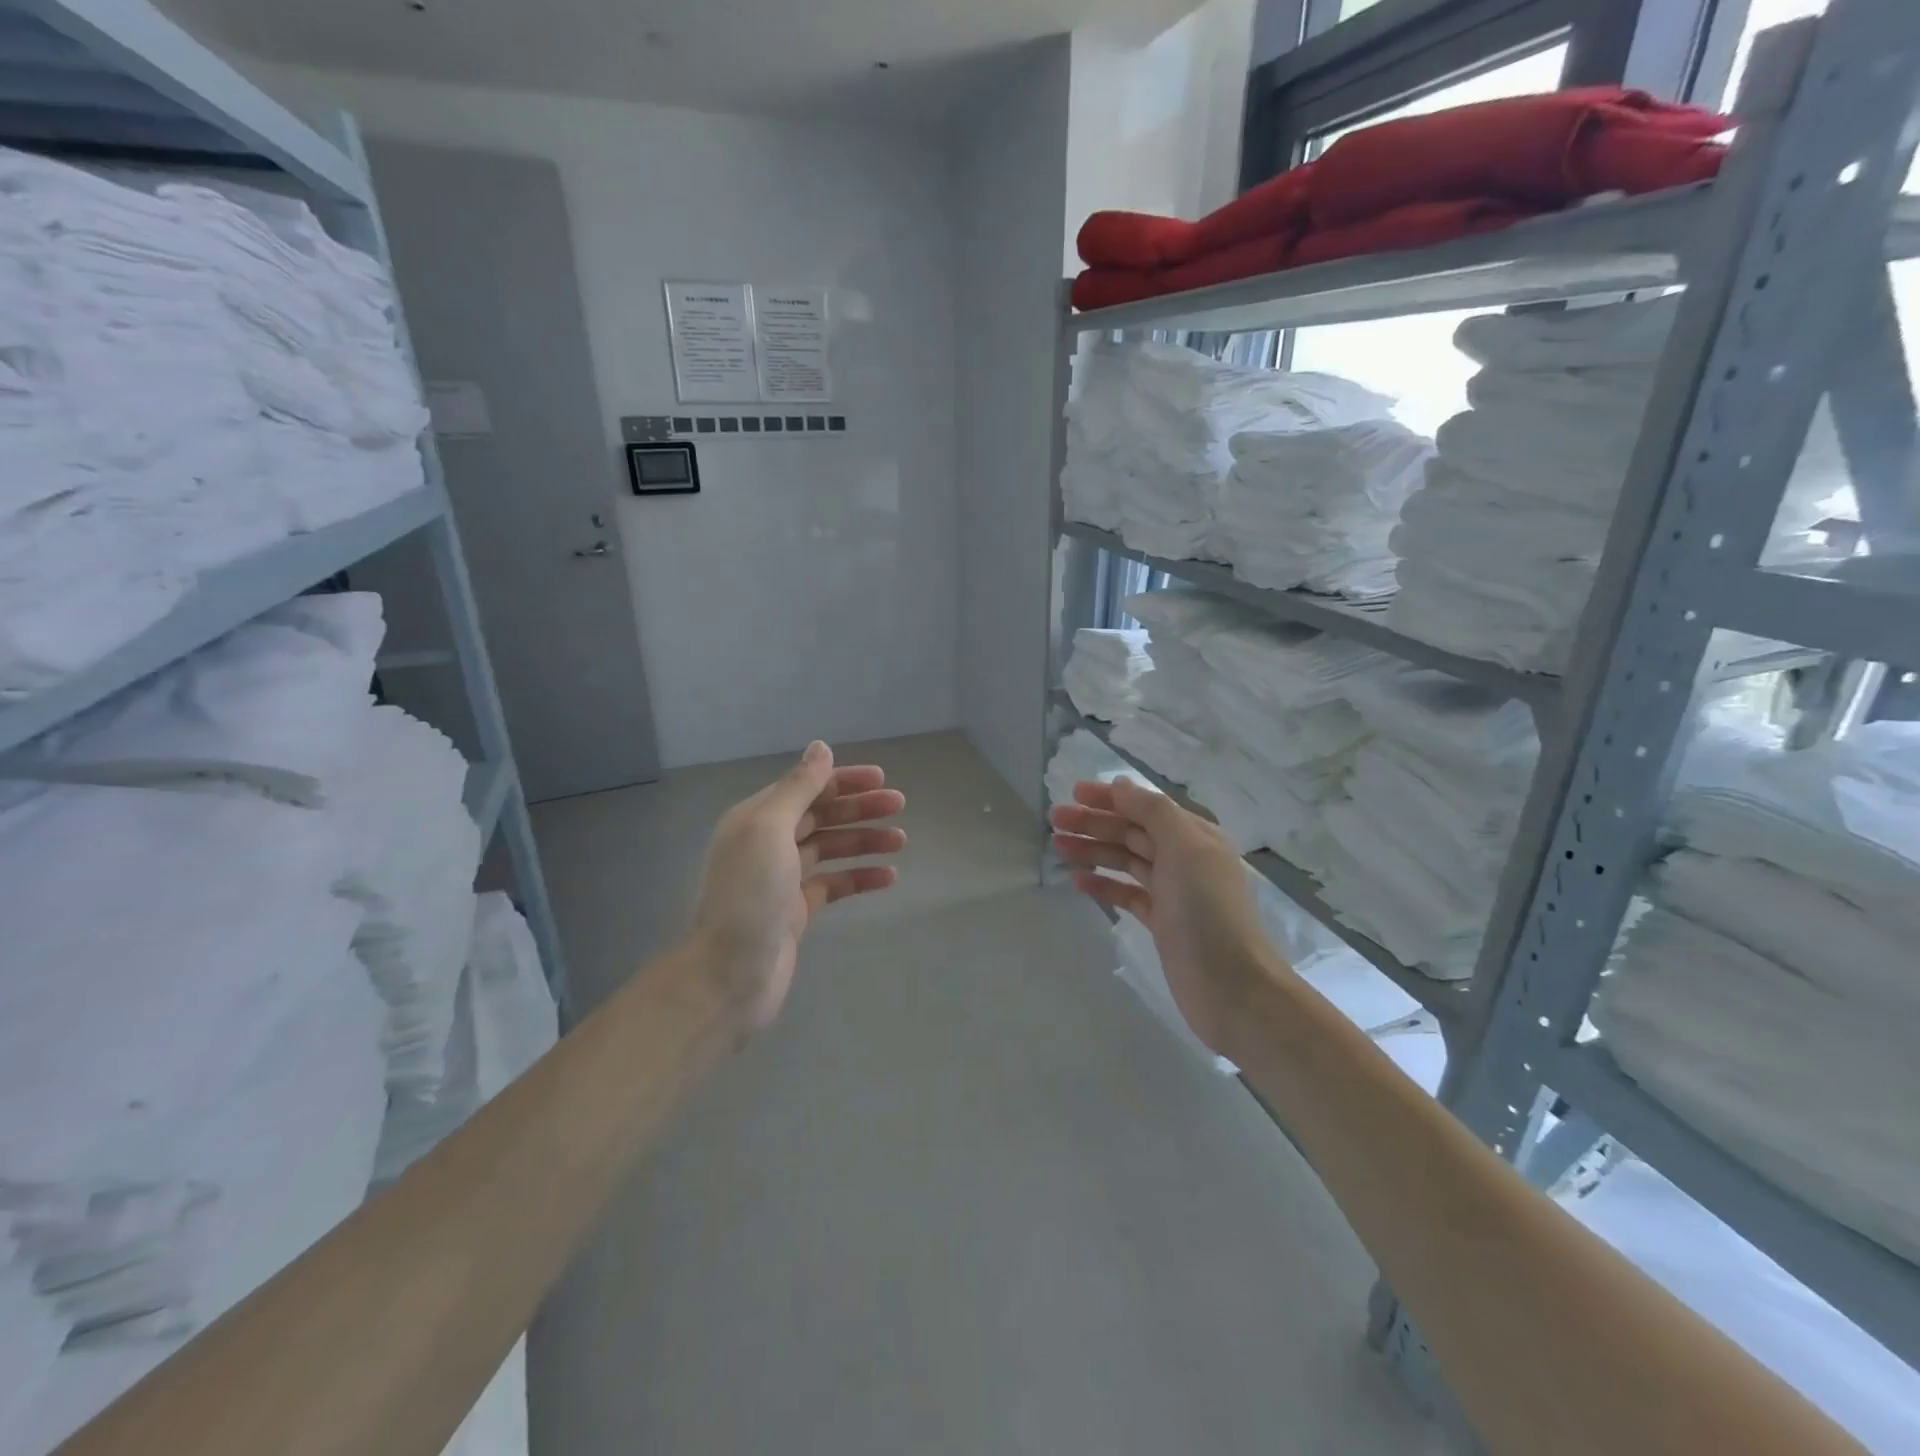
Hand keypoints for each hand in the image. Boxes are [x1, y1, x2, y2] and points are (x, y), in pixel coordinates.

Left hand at [690, 741, 905, 1030]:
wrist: (729, 974)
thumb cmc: (749, 895)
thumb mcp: (771, 829)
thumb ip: (798, 787)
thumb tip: (820, 747)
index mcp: (756, 818)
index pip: (805, 788)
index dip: (842, 780)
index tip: (881, 779)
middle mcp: (768, 843)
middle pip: (821, 816)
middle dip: (859, 809)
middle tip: (899, 806)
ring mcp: (783, 878)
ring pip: (831, 849)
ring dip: (864, 841)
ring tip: (901, 841)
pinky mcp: (797, 911)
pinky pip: (834, 884)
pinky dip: (860, 877)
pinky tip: (888, 877)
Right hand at [1050, 779, 1284, 1055]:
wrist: (1231, 987)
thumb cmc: (1208, 910)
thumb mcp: (1184, 848)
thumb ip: (1153, 811)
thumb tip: (1121, 785)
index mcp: (1194, 836)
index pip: (1145, 807)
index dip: (1110, 797)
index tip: (1073, 791)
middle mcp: (1184, 858)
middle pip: (1131, 832)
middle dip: (1093, 823)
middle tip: (1054, 821)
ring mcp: (1173, 892)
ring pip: (1125, 861)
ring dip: (1092, 850)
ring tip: (1057, 847)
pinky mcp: (1162, 922)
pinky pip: (1127, 894)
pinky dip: (1103, 885)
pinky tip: (1078, 881)